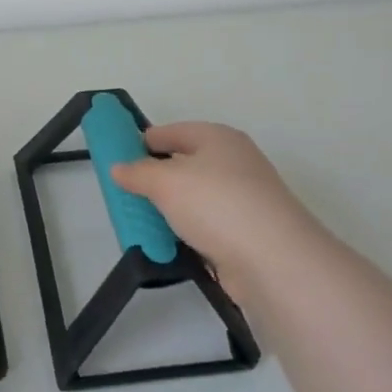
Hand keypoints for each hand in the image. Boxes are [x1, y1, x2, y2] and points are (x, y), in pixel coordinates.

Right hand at [109, 122, 326, 302]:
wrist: (275, 259)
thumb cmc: (216, 204)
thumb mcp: (165, 181)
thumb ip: (137, 172)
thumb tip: (118, 167)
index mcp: (217, 137)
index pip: (171, 131)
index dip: (142, 142)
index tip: (117, 160)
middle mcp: (233, 161)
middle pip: (184, 164)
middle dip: (155, 178)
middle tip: (125, 194)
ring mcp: (243, 198)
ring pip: (194, 197)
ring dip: (170, 209)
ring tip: (140, 223)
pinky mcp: (246, 232)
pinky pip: (206, 226)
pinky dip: (187, 233)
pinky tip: (167, 245)